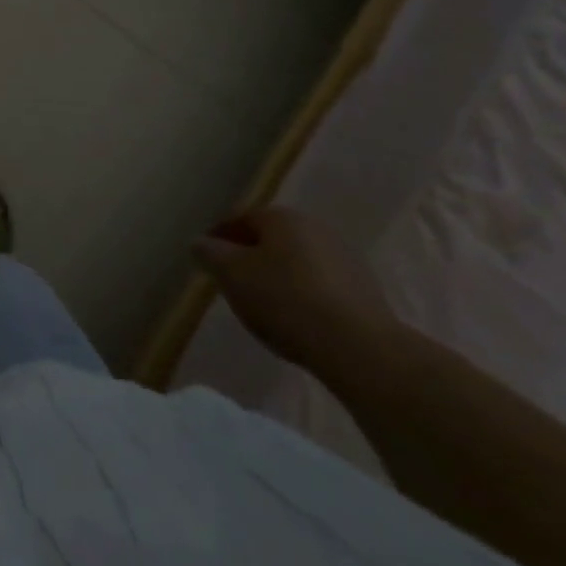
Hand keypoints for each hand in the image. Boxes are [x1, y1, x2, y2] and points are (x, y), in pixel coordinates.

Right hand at [193, 207, 397, 378]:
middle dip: (249, 258)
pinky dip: (302, 296)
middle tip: (232, 284)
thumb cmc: (284, 299)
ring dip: (277, 278)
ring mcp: (345, 259)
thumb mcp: (230, 273)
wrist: (358, 348)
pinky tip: (295, 321)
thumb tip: (201, 243)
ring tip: (263, 307)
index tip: (207, 263)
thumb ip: (209, 253)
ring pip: (296, 263)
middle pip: (270, 240)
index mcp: (282, 217)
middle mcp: (316, 228)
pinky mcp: (364, 292)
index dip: (218, 239)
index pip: (239, 219)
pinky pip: (319, 286)